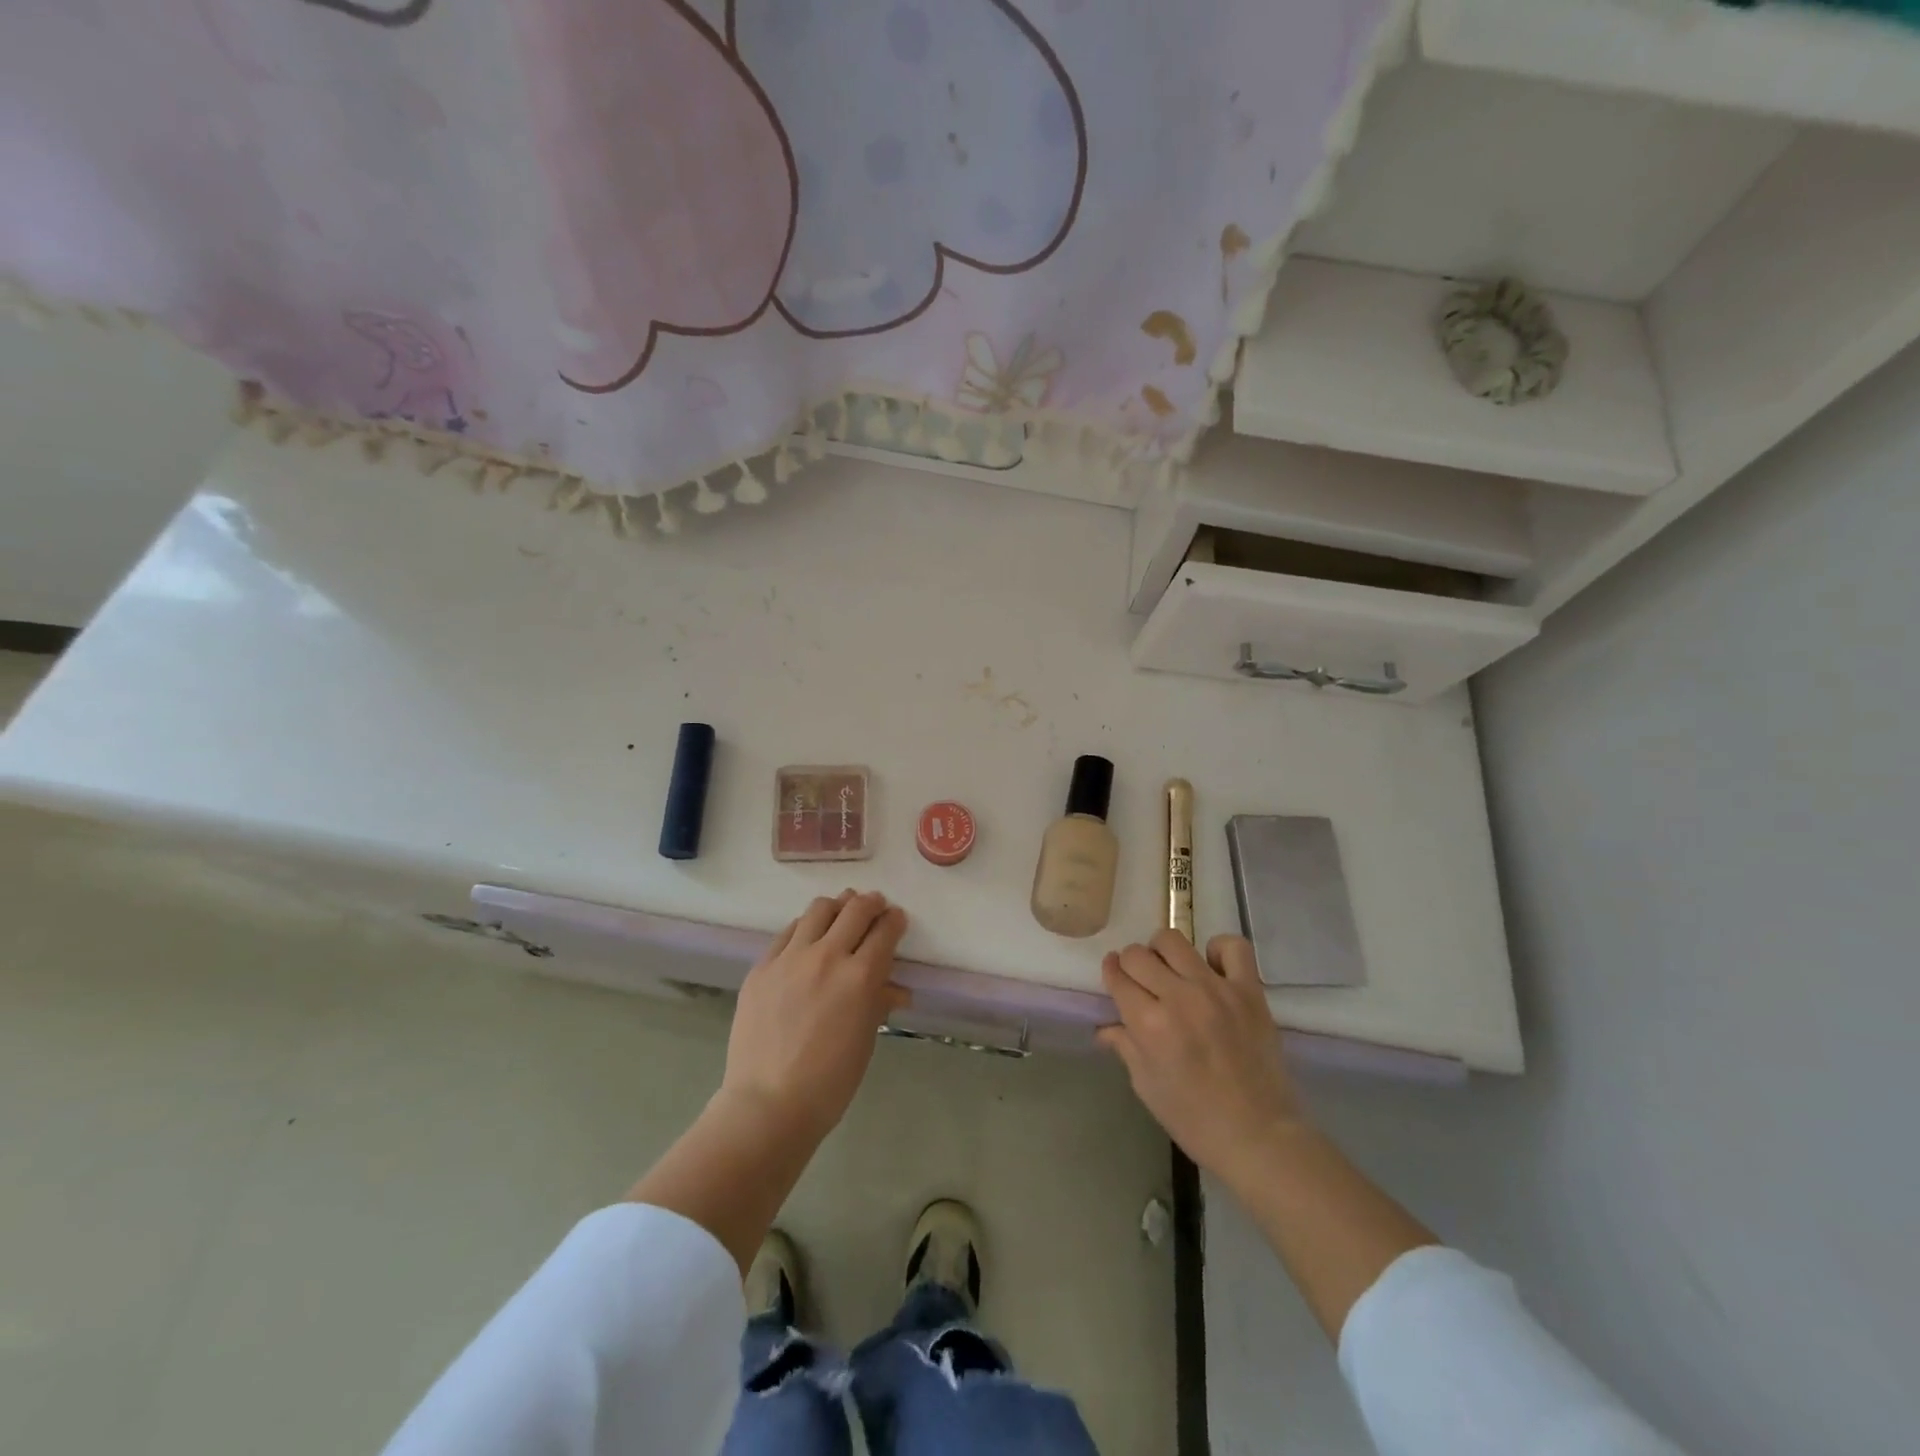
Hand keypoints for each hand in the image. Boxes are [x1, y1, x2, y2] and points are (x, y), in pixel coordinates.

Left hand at [720, 890, 908, 1143]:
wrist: (767, 1105)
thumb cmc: (829, 1082)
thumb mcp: (865, 1041)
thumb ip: (879, 1003)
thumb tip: (897, 989)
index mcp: (860, 977)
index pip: (885, 930)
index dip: (895, 920)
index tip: (896, 919)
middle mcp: (827, 956)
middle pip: (854, 909)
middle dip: (871, 903)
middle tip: (875, 907)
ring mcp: (790, 958)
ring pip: (819, 909)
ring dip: (837, 906)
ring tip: (840, 914)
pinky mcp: (762, 966)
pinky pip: (787, 932)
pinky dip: (805, 927)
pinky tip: (807, 937)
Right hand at [1098, 931, 1305, 1184]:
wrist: (1260, 1137)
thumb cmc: (1195, 1120)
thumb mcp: (1147, 1086)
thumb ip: (1125, 1046)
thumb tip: (1105, 1027)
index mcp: (1149, 1024)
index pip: (1117, 975)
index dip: (1111, 974)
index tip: (1114, 978)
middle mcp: (1179, 998)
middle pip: (1138, 954)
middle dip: (1131, 964)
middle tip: (1142, 983)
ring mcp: (1216, 990)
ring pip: (1174, 940)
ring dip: (1163, 953)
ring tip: (1172, 972)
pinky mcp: (1249, 991)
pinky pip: (1232, 947)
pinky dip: (1217, 950)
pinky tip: (1212, 970)